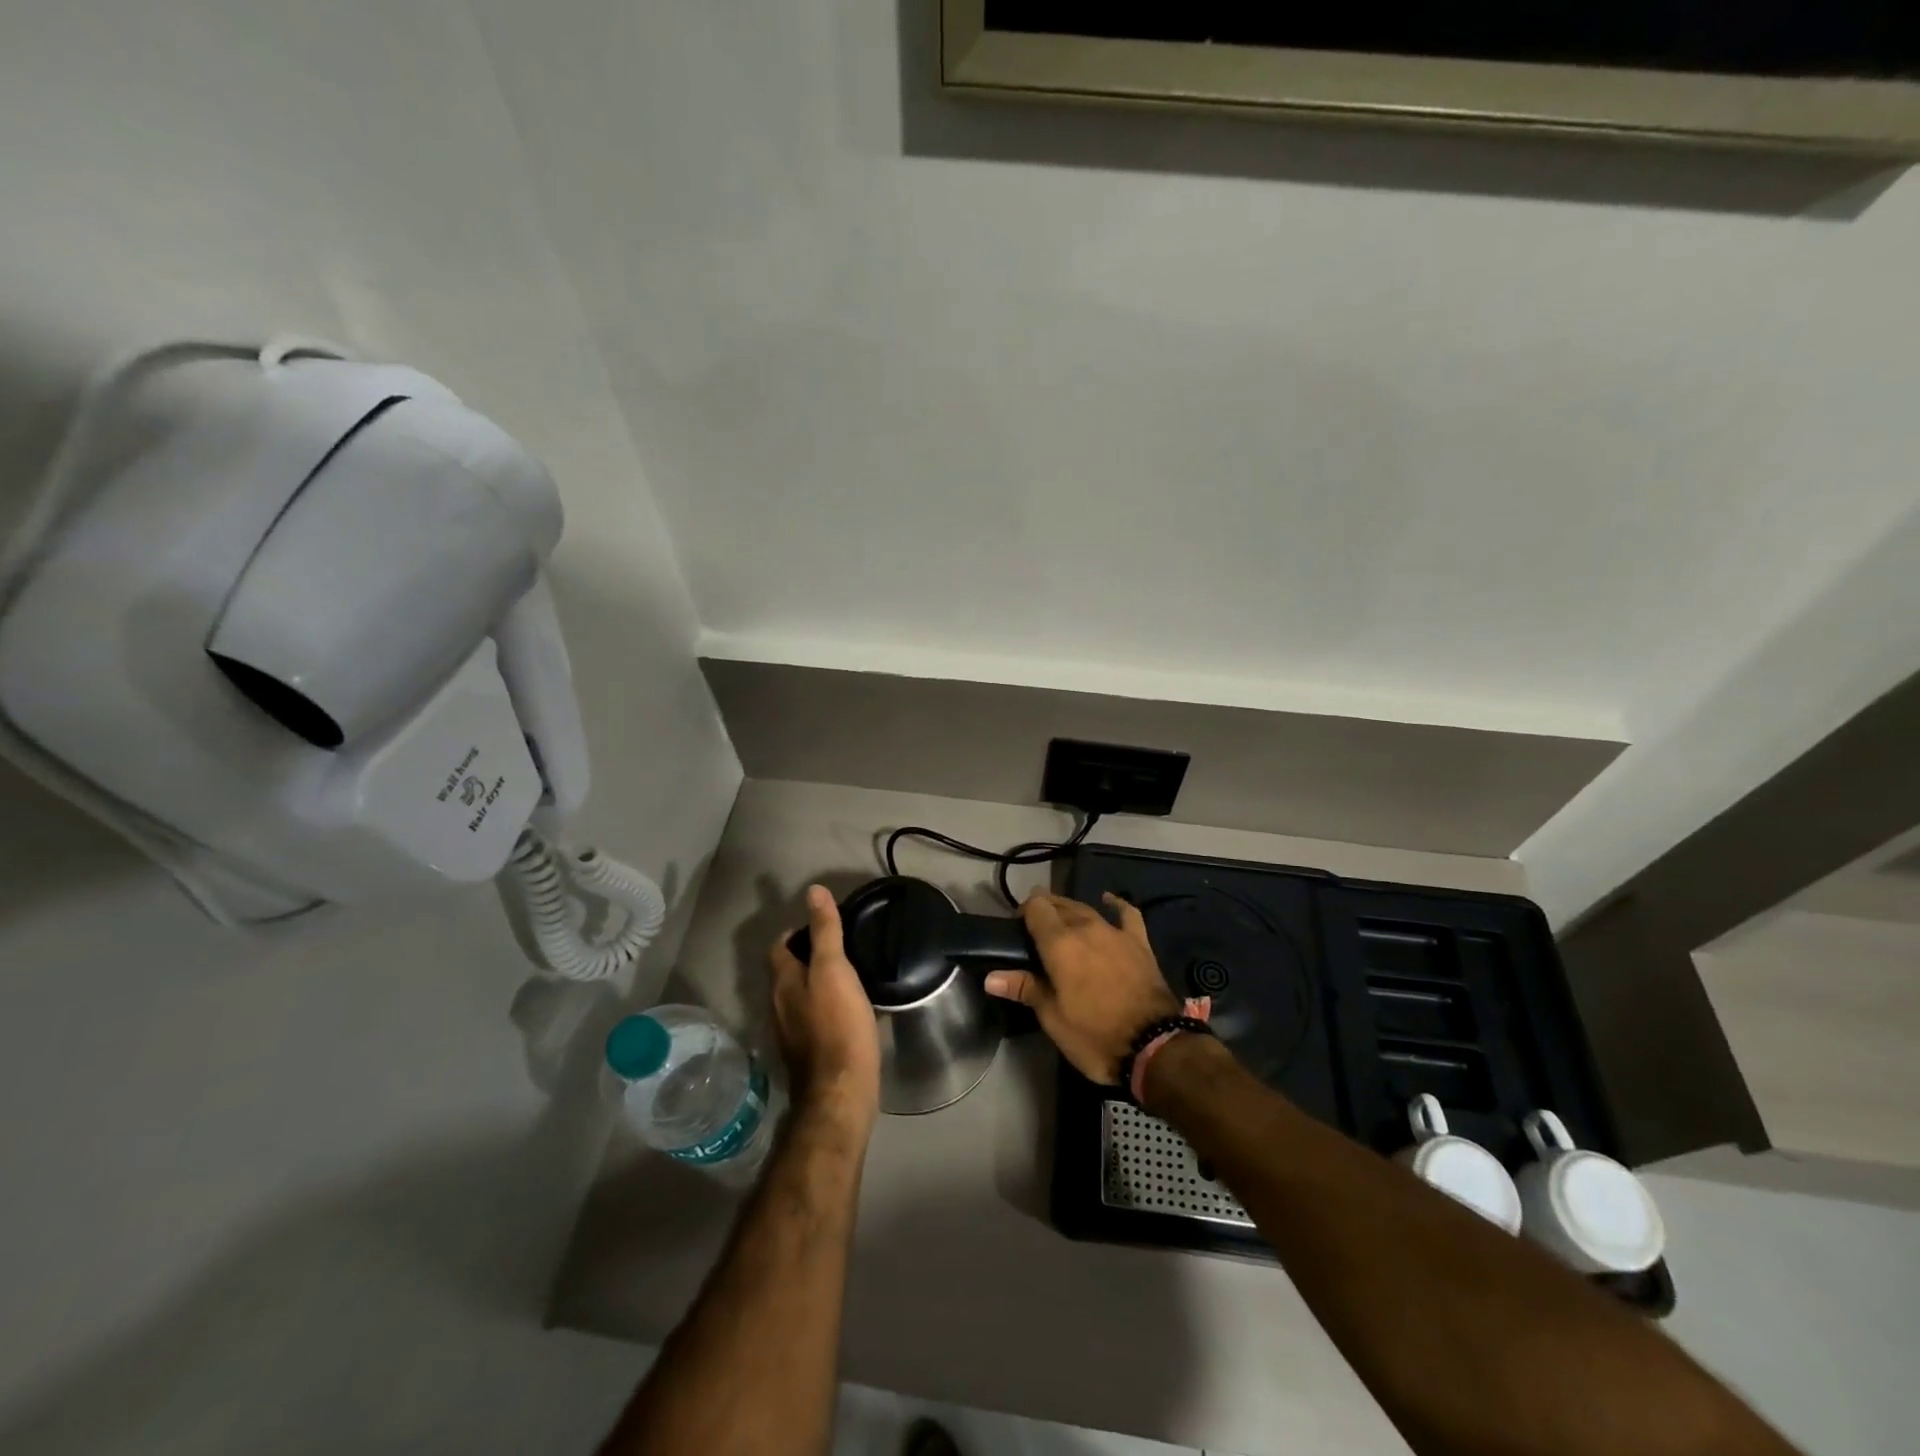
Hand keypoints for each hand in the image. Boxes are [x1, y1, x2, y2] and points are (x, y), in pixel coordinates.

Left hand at [769, 886, 881, 1130]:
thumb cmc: (838, 1025)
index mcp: (783, 982)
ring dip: (815, 983)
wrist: (841, 1091)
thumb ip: (825, 932)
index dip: (795, 931)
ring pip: (798, 996)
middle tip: (839, 947)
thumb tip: (813, 891)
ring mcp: (790, 1033)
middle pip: (786, 972)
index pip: (779, 946)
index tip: (821, 925)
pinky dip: (824, 1007)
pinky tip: (847, 1010)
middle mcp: (778, 1006)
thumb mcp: (834, 970)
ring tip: (846, 975)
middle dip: (806, 956)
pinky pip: (811, 1019)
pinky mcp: (807, 1054)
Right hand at [984, 891, 1179, 1084]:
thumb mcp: (1052, 1018)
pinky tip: (1107, 900)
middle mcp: (1085, 927)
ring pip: (1086, 908)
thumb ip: (1024, 988)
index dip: (1023, 913)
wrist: (1154, 1046)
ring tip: (1062, 923)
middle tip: (1035, 933)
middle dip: (1044, 911)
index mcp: (1059, 943)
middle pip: (1059, 904)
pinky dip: (1114, 904)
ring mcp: (1114, 932)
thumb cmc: (1094, 1035)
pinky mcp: (1139, 942)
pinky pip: (1126, 913)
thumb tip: (990, 976)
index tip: (1017, 930)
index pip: (1036, 908)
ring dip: (1070, 910)